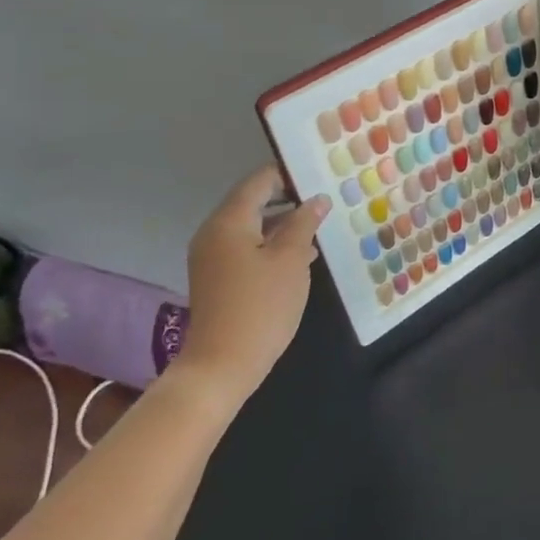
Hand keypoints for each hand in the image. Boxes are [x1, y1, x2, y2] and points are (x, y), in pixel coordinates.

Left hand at [171, 167, 328, 413]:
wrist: (222, 366)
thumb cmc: (261, 306)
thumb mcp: (291, 260)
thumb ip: (303, 224)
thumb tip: (317, 199)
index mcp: (229, 221)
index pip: (260, 181)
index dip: (290, 174)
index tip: (321, 173)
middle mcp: (215, 232)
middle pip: (253, 201)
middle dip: (289, 198)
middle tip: (326, 197)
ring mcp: (213, 256)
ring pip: (252, 226)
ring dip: (283, 223)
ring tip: (321, 224)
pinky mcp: (218, 277)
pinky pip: (247, 246)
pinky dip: (271, 243)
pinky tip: (302, 254)